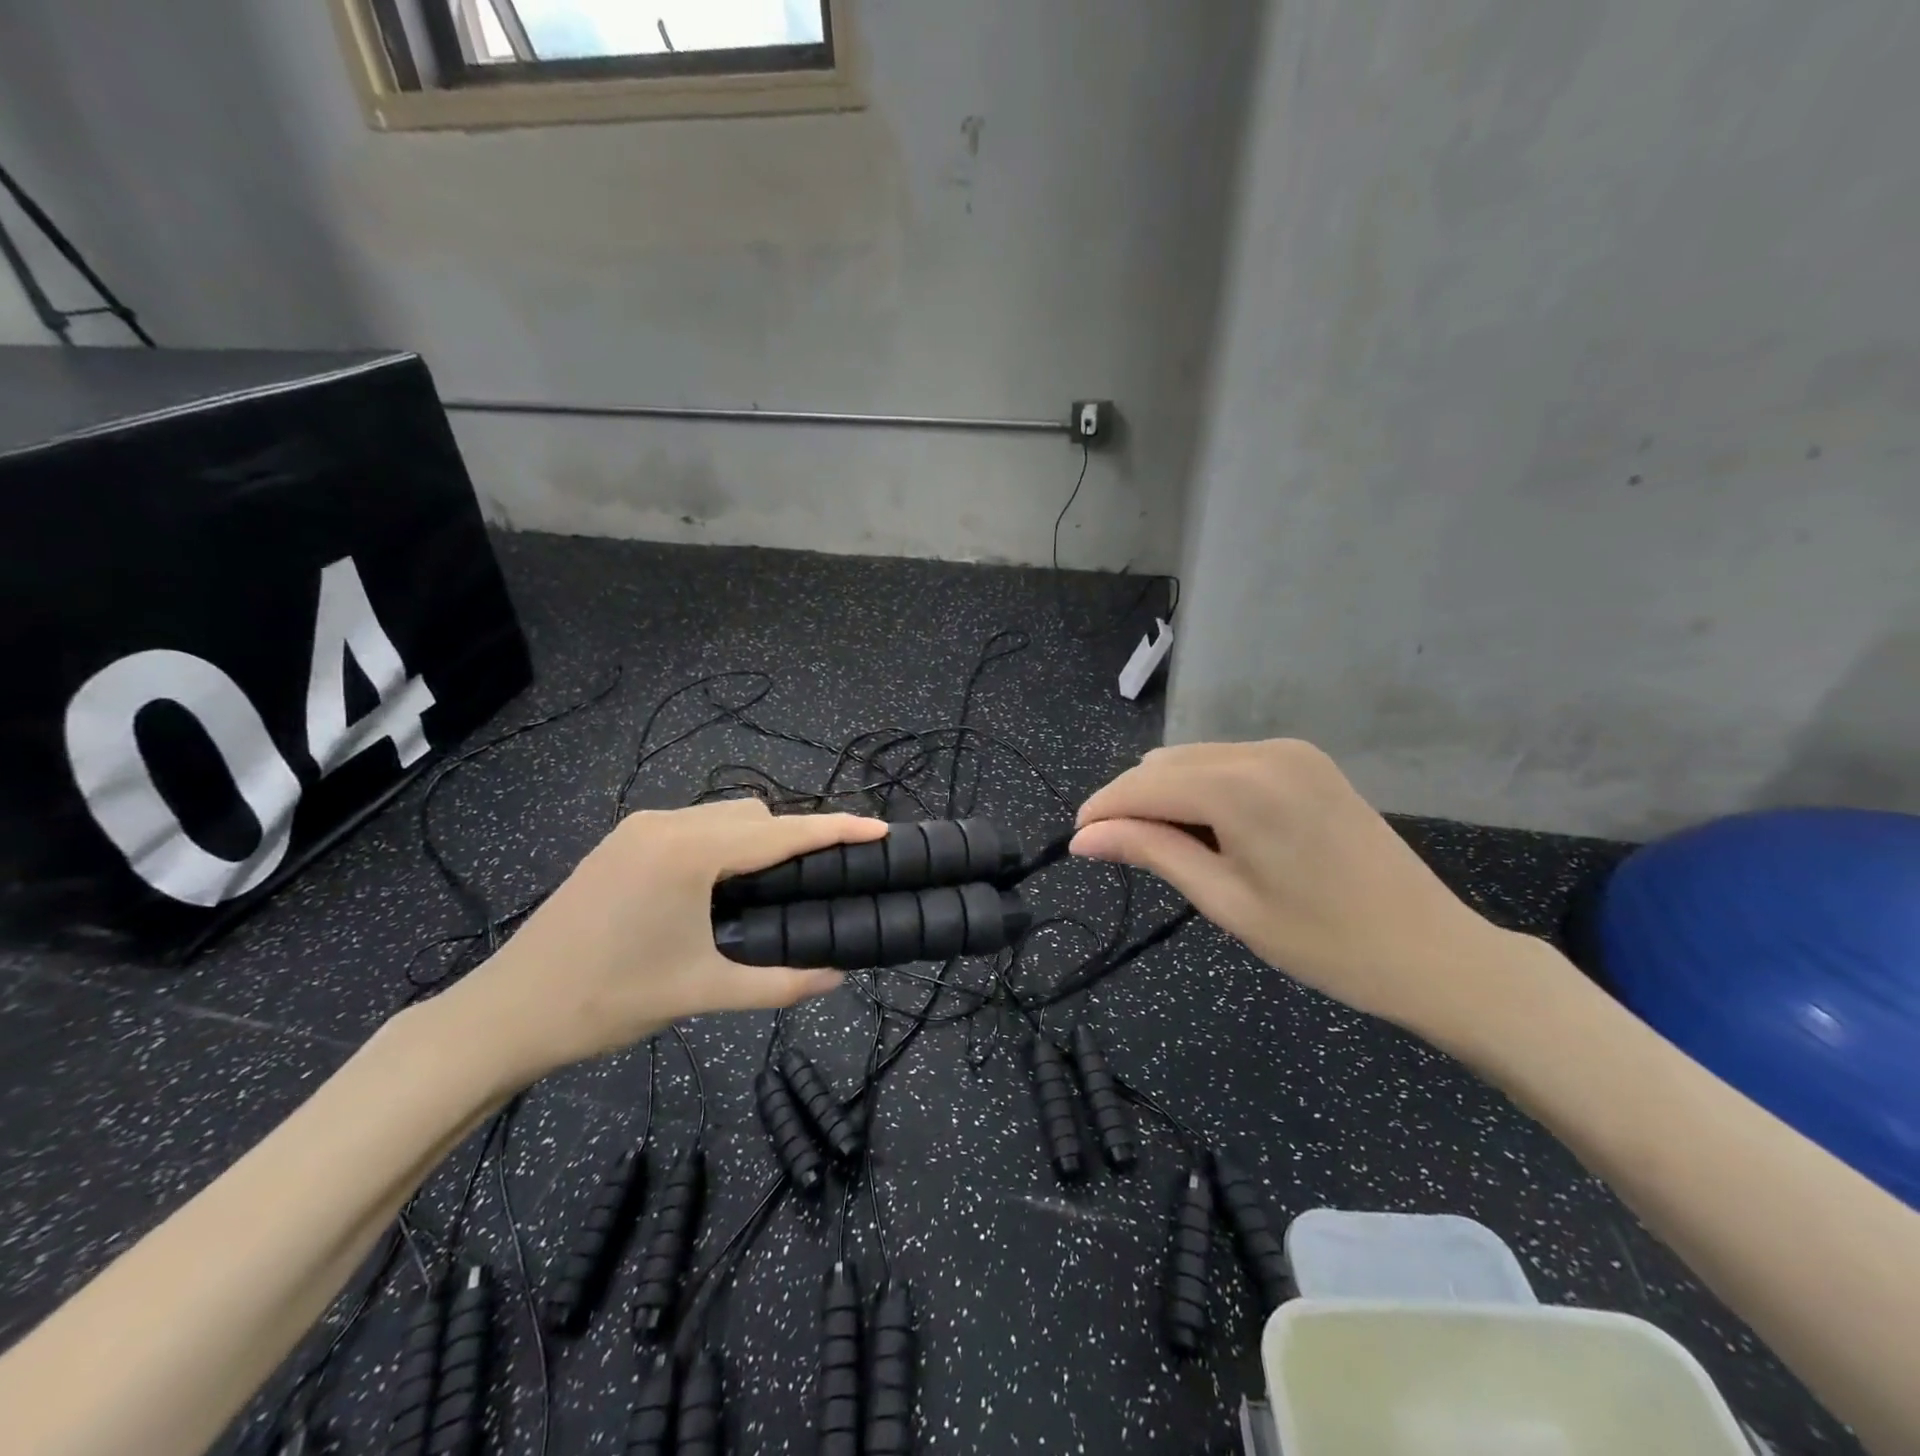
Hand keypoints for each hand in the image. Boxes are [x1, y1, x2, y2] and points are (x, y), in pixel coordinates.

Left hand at [441, 801, 887, 1080]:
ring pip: (722, 816)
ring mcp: (639, 828)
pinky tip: (722, 885)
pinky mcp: (622, 842)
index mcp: (690, 853)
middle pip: (754, 814)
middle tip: (820, 881)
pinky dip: (723, 844)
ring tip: (772, 889)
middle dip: (795, 836)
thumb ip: (780, 982)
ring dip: (757, 840)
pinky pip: (693, 826)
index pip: (781, 832)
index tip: (880, 829)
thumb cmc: (608, 1000)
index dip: (835, 829)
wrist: (507, 1013)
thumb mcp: (702, 992)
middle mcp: (666, 824)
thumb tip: (837, 975)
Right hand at [1071, 741, 1516, 1044]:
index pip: (1142, 785)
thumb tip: (1083, 838)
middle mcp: (1262, 750)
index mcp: (1240, 786)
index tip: (1077, 843)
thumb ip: (1150, 852)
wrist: (1433, 951)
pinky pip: (1228, 762)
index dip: (1102, 811)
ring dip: (1169, 797)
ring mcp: (1289, 750)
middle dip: (1134, 805)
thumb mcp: (1225, 900)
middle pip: (1163, 765)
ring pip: (1193, 760)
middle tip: (1132, 859)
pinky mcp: (1306, 760)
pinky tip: (1218, 831)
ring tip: (1179, 851)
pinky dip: (1205, 790)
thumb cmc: (1323, 942)